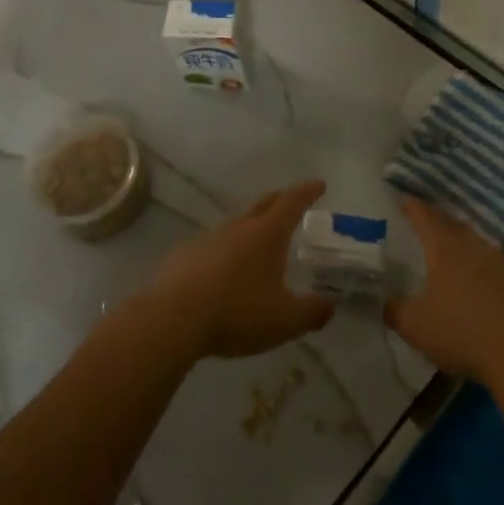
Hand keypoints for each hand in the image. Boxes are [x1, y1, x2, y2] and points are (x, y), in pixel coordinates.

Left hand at [148, 181, 333, 359]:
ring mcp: (208, 238)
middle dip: (281, 200)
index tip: (318, 184)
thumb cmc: (238, 313)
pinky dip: (224, 253)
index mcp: (267, 234)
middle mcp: (238, 227)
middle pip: (263, 204)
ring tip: (258, 245)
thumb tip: (330, 304)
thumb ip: (313, 312)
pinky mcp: (184, 256)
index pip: (292, 202)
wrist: (173, 320)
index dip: (307, 192)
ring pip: (236, 226)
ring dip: (250, 229)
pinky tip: (222, 272)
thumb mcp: (285, 320)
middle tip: (292, 202)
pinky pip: (211, 247)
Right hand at [386, 198, 503, 387]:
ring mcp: (499, 263)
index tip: (405, 200)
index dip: (413, 208)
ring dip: (460, 240)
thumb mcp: (415, 326)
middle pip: (453, 224)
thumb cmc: (461, 332)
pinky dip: (478, 264)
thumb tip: (386, 301)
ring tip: (450, 248)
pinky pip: (491, 263)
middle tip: (425, 221)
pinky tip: (476, 279)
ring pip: (475, 242)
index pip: (425, 218)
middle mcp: (473, 247)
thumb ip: (395, 310)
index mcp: (445, 249)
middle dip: (437, 220)